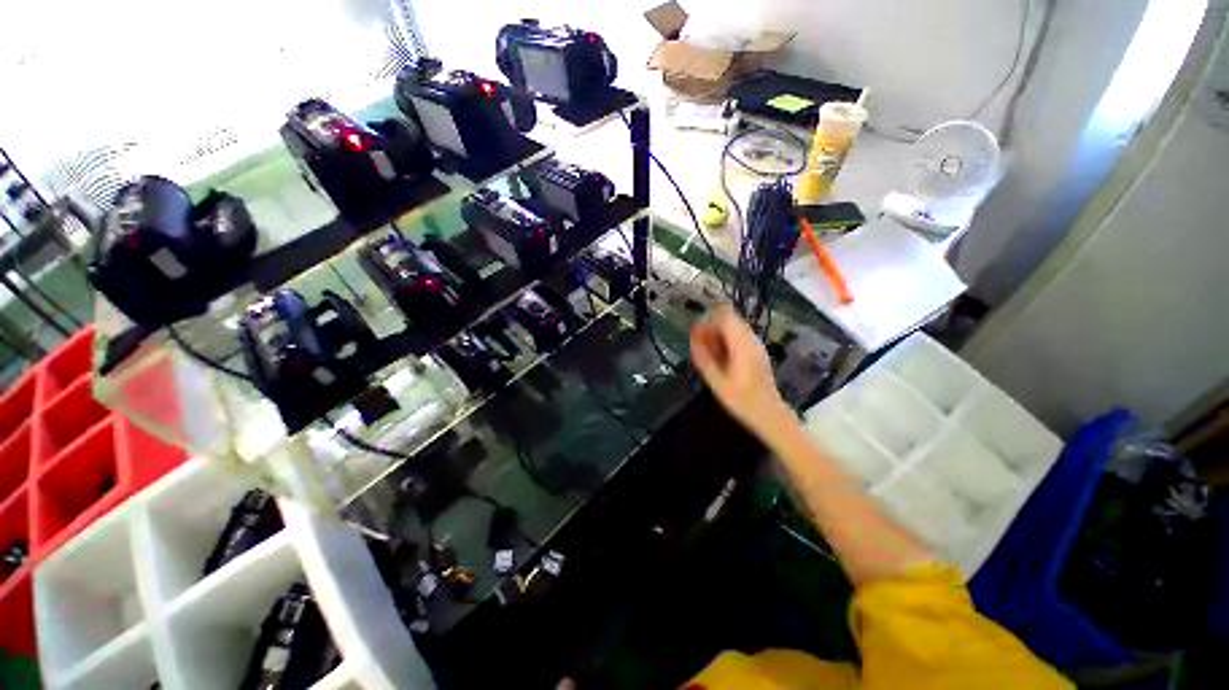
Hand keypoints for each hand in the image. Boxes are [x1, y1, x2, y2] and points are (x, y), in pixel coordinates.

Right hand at [690, 305, 787, 435]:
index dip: (709, 319)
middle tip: (700, 345)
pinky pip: (740, 337)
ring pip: (734, 328)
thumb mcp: (717, 382)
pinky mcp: (757, 351)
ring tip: (709, 352)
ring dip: (719, 335)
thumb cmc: (742, 400)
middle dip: (713, 328)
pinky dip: (727, 342)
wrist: (769, 414)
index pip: (726, 316)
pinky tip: (721, 358)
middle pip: (730, 320)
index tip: (697, 332)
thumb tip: (692, 340)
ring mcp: (756, 345)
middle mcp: (751, 340)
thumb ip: (704, 359)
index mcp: (742, 345)